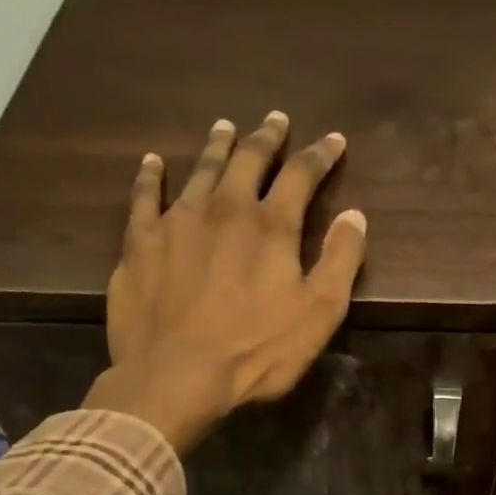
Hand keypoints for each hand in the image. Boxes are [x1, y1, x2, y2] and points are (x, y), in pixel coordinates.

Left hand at [83, 112, 366, 451]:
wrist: (175, 375)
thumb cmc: (255, 352)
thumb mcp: (318, 314)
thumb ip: (340, 260)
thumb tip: (354, 215)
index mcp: (271, 226)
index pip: (301, 175)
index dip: (320, 155)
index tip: (333, 141)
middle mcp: (225, 208)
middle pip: (249, 159)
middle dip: (266, 138)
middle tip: (275, 119)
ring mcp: (177, 221)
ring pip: (201, 170)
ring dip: (217, 146)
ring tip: (225, 127)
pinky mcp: (140, 242)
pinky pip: (144, 196)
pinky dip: (150, 175)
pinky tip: (153, 162)